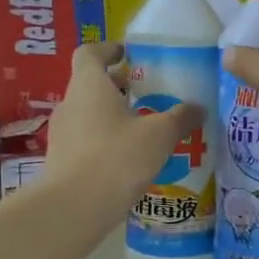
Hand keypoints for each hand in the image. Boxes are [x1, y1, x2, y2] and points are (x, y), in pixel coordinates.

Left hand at [46, 41, 204, 204]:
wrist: (74, 208)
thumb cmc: (117, 158)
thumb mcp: (158, 136)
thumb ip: (179, 118)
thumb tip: (199, 108)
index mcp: (89, 86)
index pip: (89, 53)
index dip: (108, 50)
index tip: (128, 54)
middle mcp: (70, 104)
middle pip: (90, 85)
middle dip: (117, 87)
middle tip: (147, 95)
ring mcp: (61, 134)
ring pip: (88, 114)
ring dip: (112, 117)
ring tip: (142, 130)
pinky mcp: (60, 162)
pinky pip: (85, 141)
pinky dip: (104, 142)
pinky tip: (128, 160)